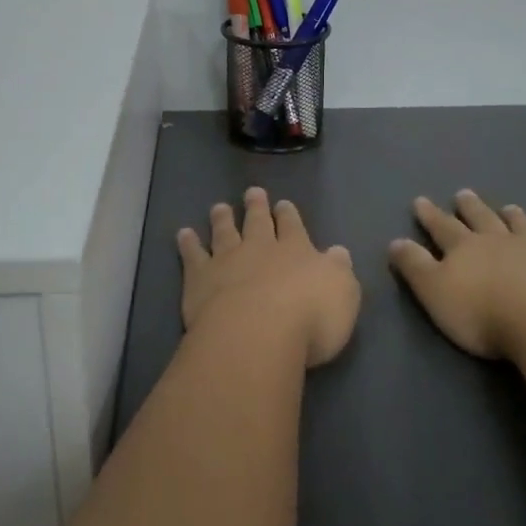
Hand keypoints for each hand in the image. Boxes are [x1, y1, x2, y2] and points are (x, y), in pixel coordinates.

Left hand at [177, 187, 360, 367]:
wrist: (257, 332)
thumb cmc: (309, 317)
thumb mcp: (342, 294)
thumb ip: (339, 271)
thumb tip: (338, 252)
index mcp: (296, 251)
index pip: (293, 227)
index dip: (288, 215)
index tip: (283, 204)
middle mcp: (260, 248)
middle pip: (256, 222)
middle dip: (256, 206)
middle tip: (252, 192)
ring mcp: (227, 260)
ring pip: (224, 232)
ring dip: (222, 219)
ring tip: (219, 207)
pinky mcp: (200, 278)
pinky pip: (193, 255)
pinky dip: (188, 243)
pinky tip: (183, 234)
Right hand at [389, 190, 525, 359]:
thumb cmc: (482, 313)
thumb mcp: (434, 291)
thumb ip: (414, 266)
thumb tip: (395, 240)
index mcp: (465, 247)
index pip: (443, 226)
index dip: (430, 215)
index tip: (420, 200)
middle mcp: (500, 242)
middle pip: (482, 220)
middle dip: (470, 207)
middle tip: (464, 193)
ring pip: (523, 228)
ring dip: (514, 217)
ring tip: (509, 208)